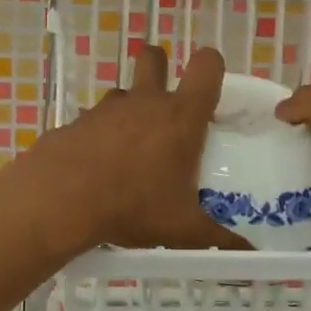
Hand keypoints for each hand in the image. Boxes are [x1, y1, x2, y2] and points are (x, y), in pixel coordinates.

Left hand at [24, 44, 251, 255]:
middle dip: (159, 67)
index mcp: (181, 117)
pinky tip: (98, 168)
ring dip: (130, 110)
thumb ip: (218, 239)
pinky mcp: (76, 122)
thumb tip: (249, 254)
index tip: (209, 89)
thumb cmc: (133, 205)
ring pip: (123, 93)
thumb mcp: (182, 230)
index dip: (211, 66)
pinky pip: (95, 120)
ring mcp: (107, 109)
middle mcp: (145, 102)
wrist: (61, 200)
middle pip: (153, 57)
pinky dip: (100, 136)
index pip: (206, 66)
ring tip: (132, 149)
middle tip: (165, 102)